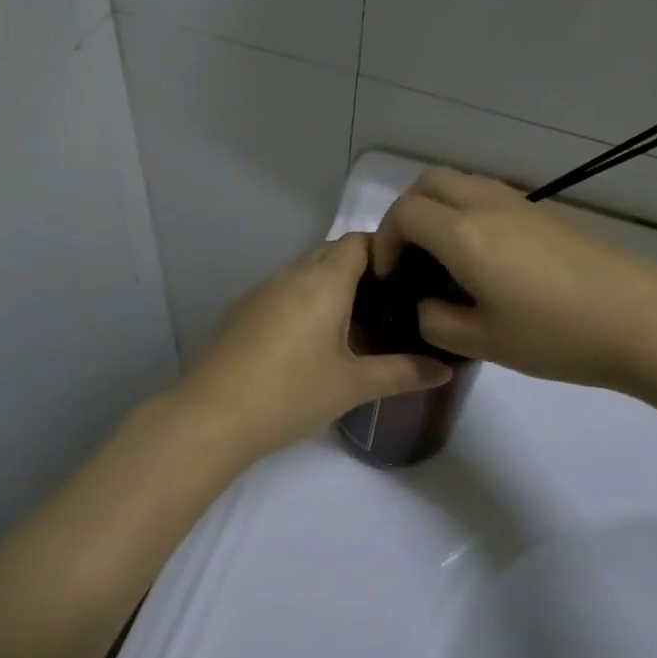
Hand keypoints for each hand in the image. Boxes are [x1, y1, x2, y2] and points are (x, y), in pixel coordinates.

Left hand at [174, 233, 452, 463]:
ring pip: (305, 271)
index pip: (360, 241)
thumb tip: (444, 370)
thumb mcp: (353, 386)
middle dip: (362, 269)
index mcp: (323, 280)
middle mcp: (291, 274)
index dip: (387, 250)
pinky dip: (305, 301)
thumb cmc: (290, 393)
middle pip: (332, 252)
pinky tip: (313, 340)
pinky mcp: (242, 311)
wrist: (211, 416)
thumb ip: (402, 373)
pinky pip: (283, 291)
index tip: (409, 278)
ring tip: (357, 323)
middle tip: (390, 304)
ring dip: (331, 286)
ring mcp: (261, 291)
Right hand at [372, 167, 656, 397]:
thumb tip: (425, 306)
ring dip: (439, 207)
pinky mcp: (547, 213)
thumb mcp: (483, 342)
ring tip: (444, 256)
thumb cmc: (556, 335)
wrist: (643, 321)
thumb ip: (436, 322)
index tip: (389, 275)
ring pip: (462, 182)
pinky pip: (491, 195)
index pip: (404, 213)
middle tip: (410, 255)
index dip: (384, 240)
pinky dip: (469, 212)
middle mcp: (487, 205)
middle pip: (429, 181)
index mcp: (464, 234)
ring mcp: (521, 204)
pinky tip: (487, 258)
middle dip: (406, 212)